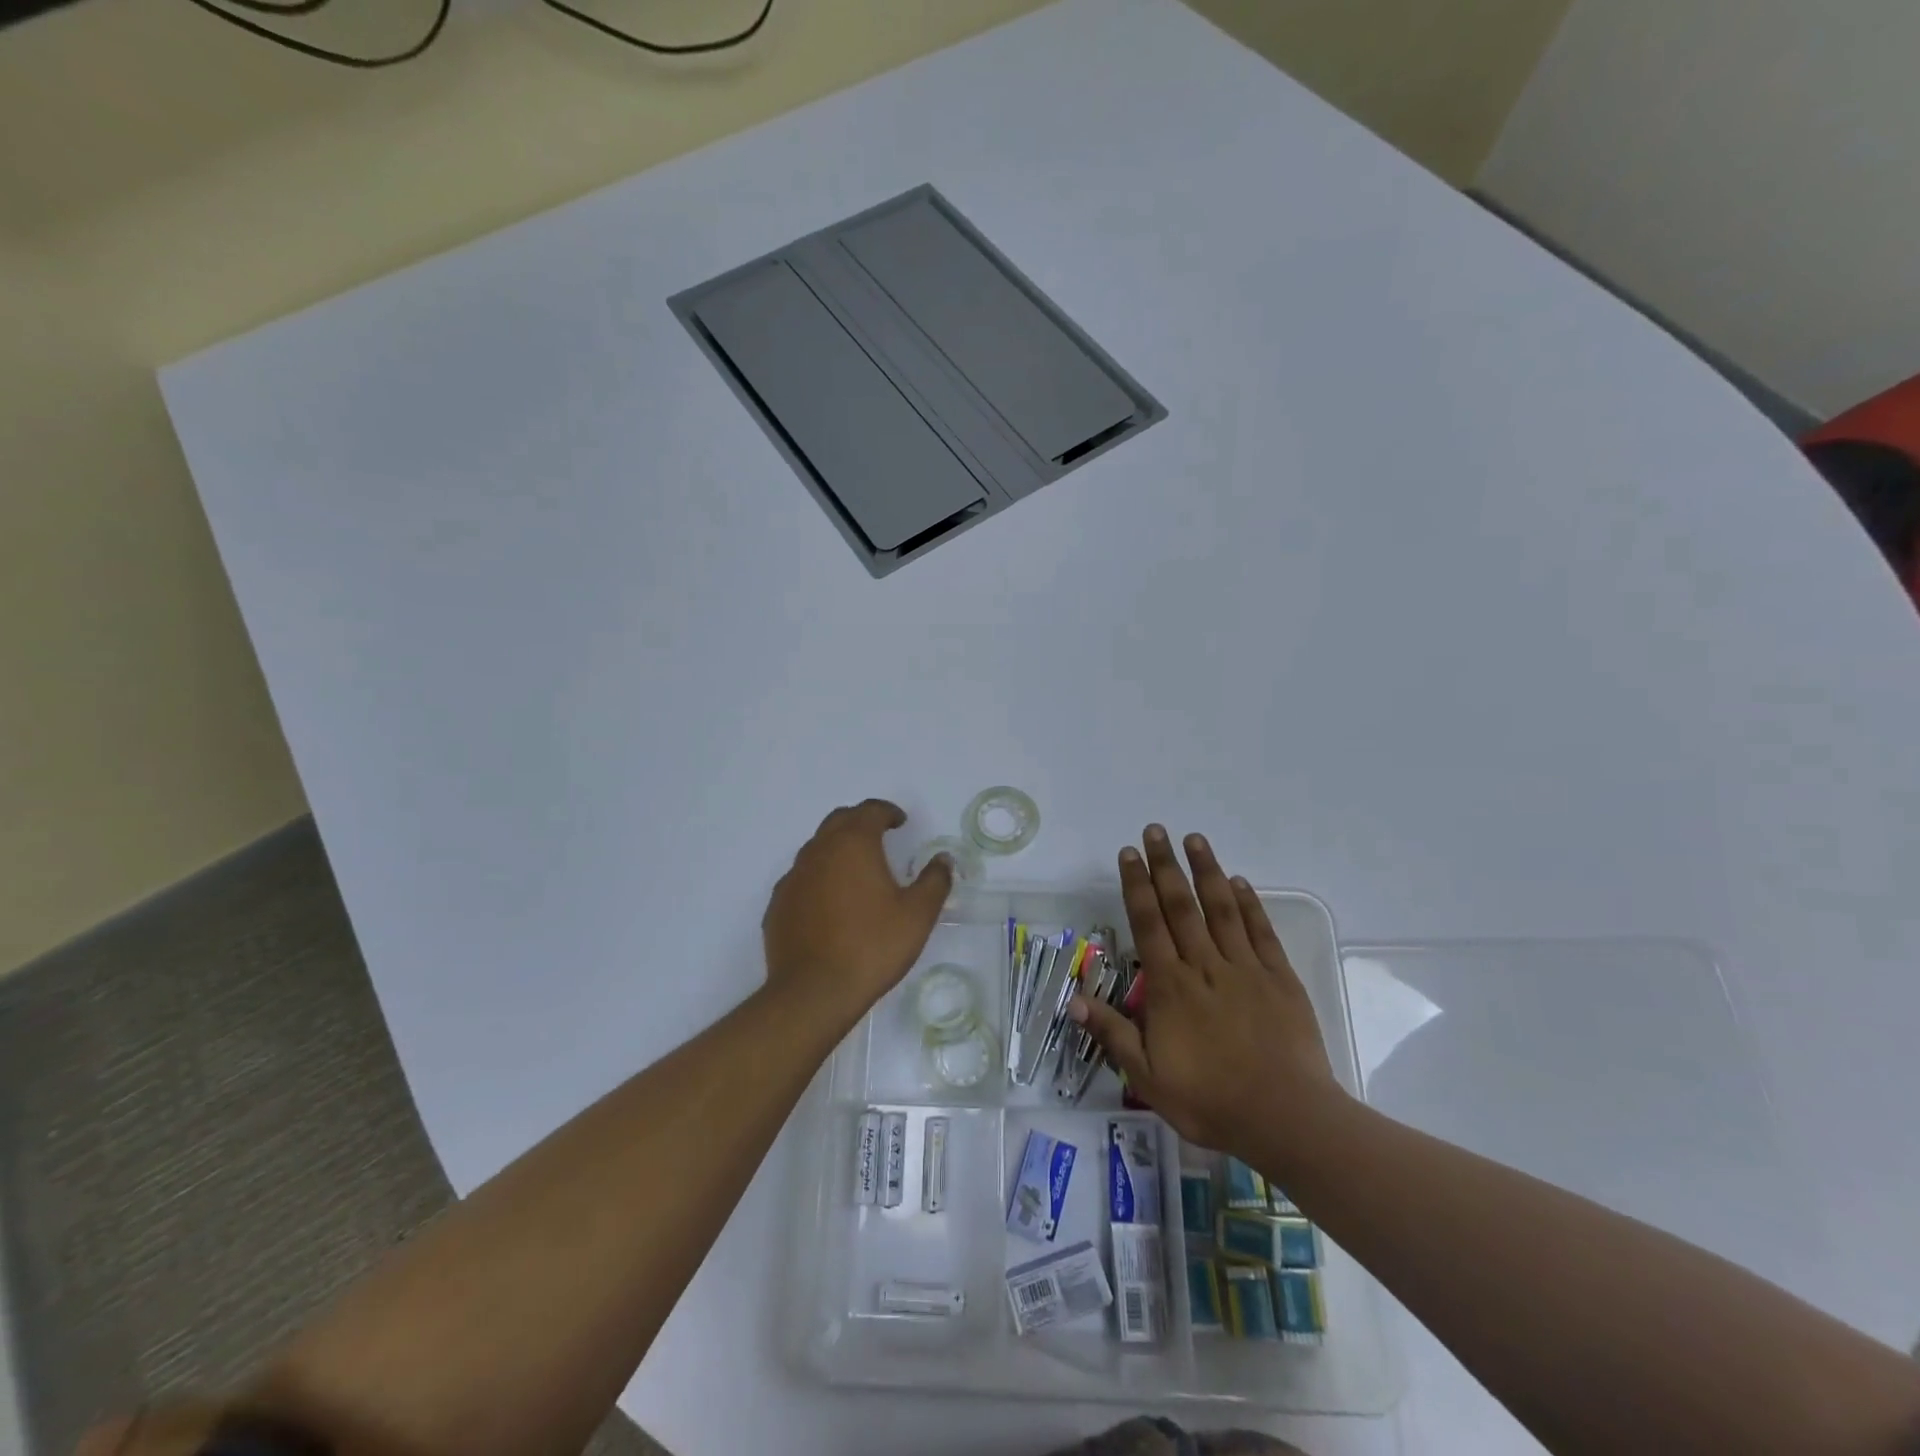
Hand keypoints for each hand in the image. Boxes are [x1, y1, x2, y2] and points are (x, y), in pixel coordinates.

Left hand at [762, 799, 951, 1026]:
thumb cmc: (872, 946)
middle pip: (838, 821)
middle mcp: (818, 851)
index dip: (887, 812)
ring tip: (856, 871)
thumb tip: (943, 860)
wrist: (814, 992)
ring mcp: (793, 878)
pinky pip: (801, 879)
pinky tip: (830, 904)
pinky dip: (819, 879)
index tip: (900, 822)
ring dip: (837, 849)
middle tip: (879, 836)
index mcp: (853, 844)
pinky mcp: (778, 905)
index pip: (869, 811)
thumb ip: (934, 880)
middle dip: (860, 822)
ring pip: (816, 849)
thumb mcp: (918, 915)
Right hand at [1071, 825, 1345, 1162]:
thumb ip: (1113, 1034)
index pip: (1148, 924)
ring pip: (1220, 909)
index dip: (1136, 886)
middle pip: (1180, 906)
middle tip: (1155, 830)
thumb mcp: (1148, 1078)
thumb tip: (1074, 1001)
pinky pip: (1260, 932)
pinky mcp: (1279, 978)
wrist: (1286, 1119)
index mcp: (1170, 987)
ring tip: (1194, 838)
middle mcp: (1204, 966)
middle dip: (1165, 865)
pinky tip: (1237, 882)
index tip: (1128, 854)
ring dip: (1205, 871)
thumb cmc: (1210, 1101)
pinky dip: (1248, 904)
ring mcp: (1245, 968)